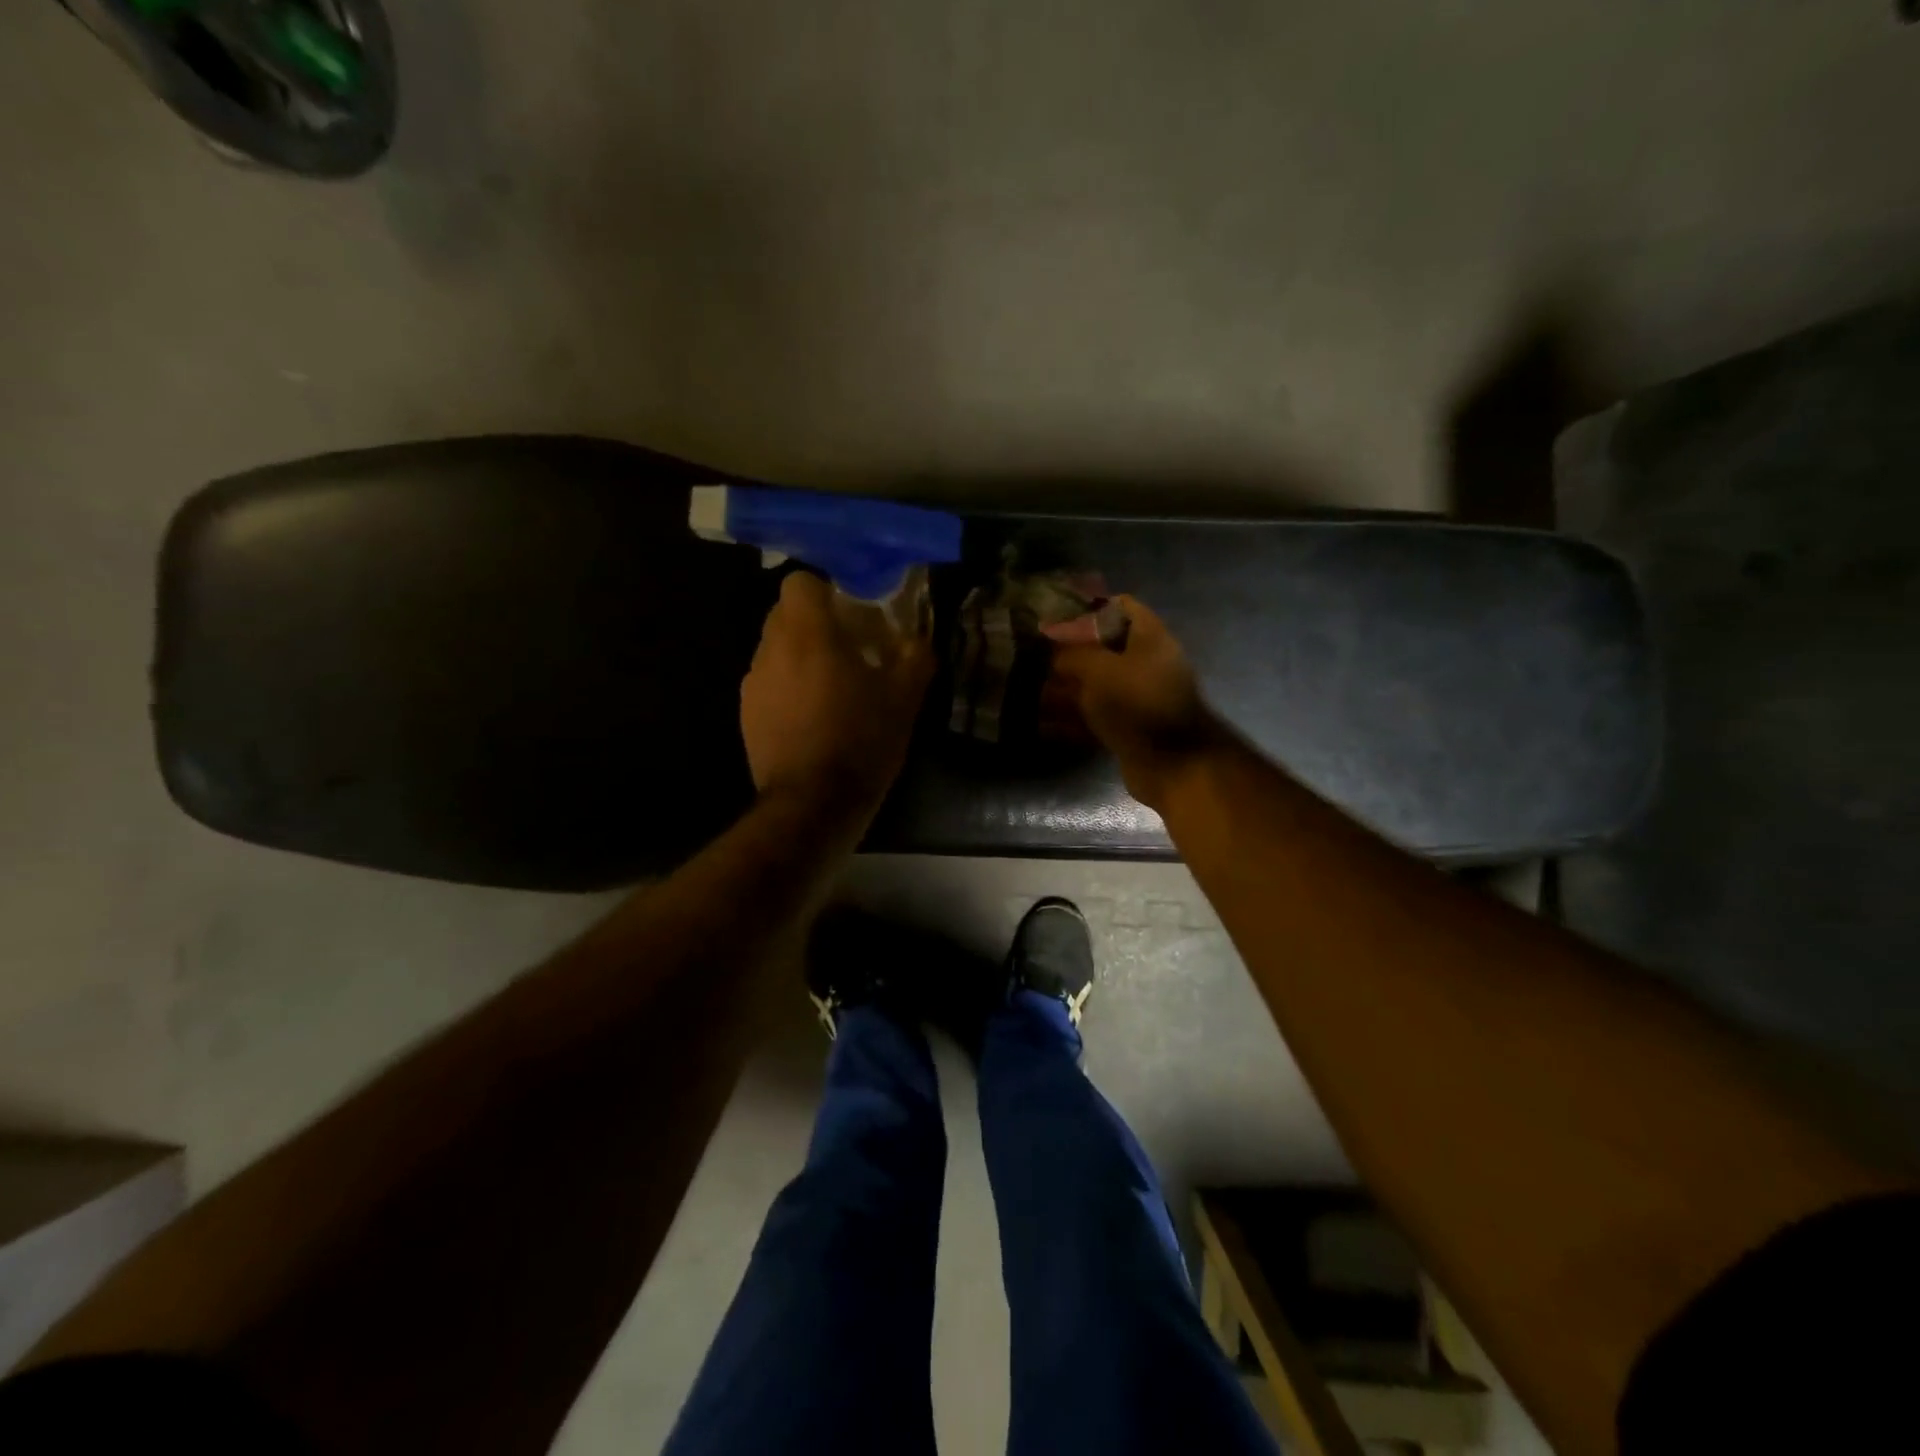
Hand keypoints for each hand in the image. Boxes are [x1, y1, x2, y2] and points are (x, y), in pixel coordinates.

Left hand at [740, 571, 933, 822]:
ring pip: (775, 649)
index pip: (800, 582)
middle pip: (785, 614)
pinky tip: (812, 717)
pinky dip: (787, 687)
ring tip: (831, 686)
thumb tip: (916, 638)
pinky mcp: (747, 714)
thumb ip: (914, 655)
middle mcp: (771, 650)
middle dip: (815, 622)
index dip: (825, 589)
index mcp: (808, 635)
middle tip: (849, 646)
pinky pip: (768, 683)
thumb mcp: (905, 698)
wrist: (813, 804)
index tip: (851, 609)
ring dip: (800, 656)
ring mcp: (753, 684)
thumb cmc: (861, 741)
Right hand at [1045, 595, 1228, 810]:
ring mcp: (1137, 699)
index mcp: (1149, 638)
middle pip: (1103, 648)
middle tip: (1033, 655)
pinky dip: (1069, 719)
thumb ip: (1072, 654)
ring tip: (1029, 689)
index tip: (1054, 617)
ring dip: (1063, 688)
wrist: (1172, 765)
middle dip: (1067, 652)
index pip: (1120, 607)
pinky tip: (1041, 723)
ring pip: (1094, 685)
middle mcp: (1145, 664)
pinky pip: (1093, 717)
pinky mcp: (1128, 729)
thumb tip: (1052, 651)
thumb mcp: (1099, 669)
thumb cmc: (1138, 704)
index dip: (1087, 608)